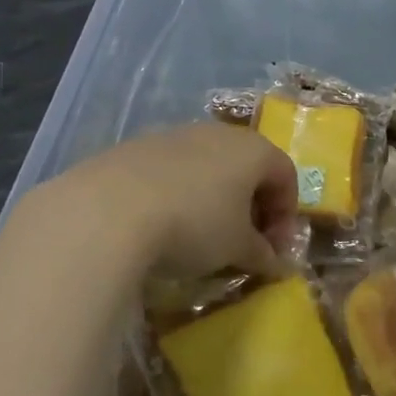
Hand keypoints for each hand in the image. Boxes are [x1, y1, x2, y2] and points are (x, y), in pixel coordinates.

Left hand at [63, 123, 298, 277]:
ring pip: (207, 166)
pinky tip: (162, 224)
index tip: (274, 250)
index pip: (286, 175)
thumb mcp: (236, 247)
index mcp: (252, 149)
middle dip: (251, 206)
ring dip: (214, 199)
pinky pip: (171, 171)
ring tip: (201, 237)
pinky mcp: (135, 147)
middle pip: (247, 166)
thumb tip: (276, 262)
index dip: (286, 215)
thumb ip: (262, 253)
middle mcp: (217, 133)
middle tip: (243, 243)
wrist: (108, 210)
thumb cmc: (194, 224)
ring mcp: (173, 136)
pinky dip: (178, 194)